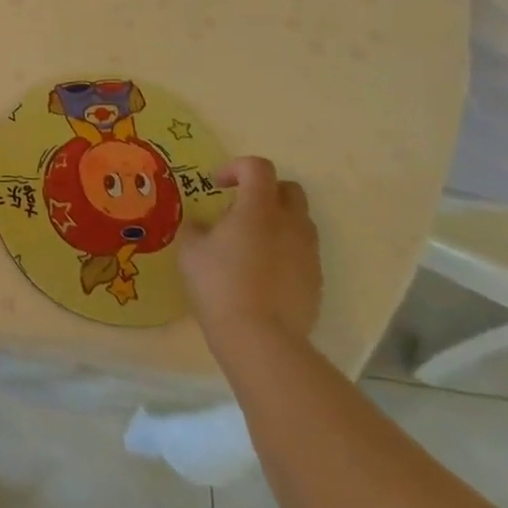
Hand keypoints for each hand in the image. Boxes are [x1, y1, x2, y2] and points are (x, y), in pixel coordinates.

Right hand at [178, 156, 321, 356]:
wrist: (261, 340)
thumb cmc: (219, 285)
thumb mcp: (191, 252)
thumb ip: (197, 229)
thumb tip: (203, 226)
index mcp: (259, 208)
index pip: (258, 167)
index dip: (236, 167)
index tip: (216, 185)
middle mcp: (290, 223)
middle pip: (288, 189)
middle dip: (264, 191)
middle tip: (238, 209)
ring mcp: (308, 253)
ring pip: (299, 221)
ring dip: (277, 221)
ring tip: (250, 244)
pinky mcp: (316, 280)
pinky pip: (302, 251)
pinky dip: (285, 250)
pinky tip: (262, 273)